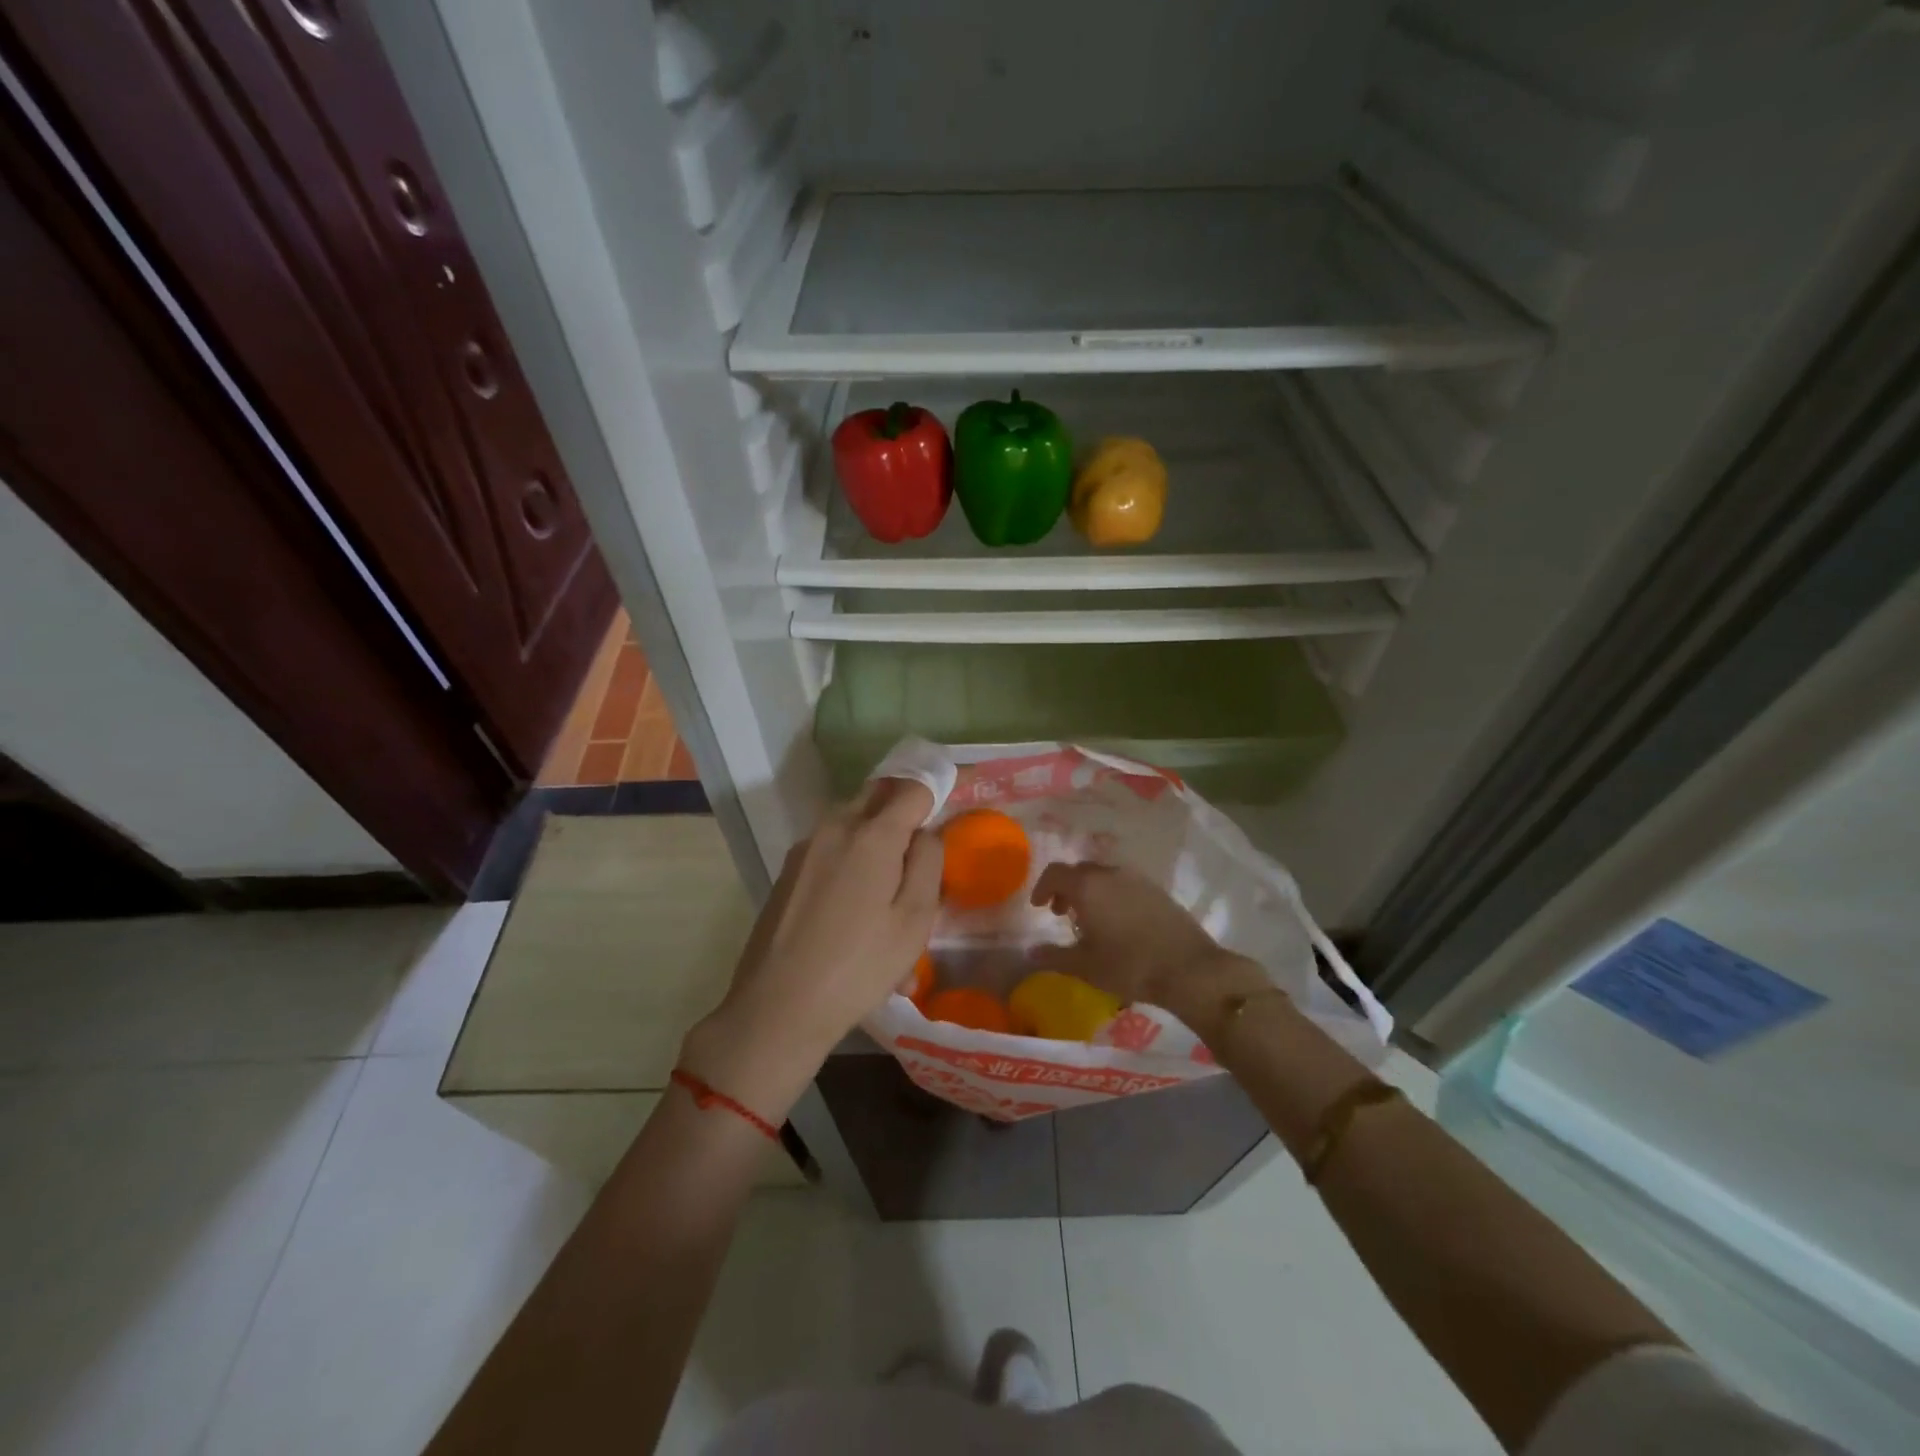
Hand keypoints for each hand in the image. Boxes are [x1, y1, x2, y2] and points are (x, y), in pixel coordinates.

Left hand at [680, 778, 938, 1119]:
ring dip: (876, 837)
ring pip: (851, 822)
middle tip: (921, 846)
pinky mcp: (788, 871)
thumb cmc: (859, 966)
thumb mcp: (914, 920)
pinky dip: (851, 861)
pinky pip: (831, 849)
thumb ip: (928, 862)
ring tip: (890, 890)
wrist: (778, 1007)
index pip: (913, 788)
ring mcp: (806, 848)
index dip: (937, 791)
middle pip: (877, 796)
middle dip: (903, 808)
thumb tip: (927, 832)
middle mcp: (835, 827)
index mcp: (872, 834)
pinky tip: (856, 911)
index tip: (953, 804)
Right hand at [1028, 862, 1265, 1030]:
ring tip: (1091, 920)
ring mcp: (1138, 879)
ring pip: (1104, 876)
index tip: (1039, 907)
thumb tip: (1031, 952)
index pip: (1055, 873)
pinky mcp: (1158, 890)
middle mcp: (1111, 873)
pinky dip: (1112, 895)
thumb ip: (1054, 956)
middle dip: (1066, 889)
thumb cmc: (1129, 966)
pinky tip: (1119, 923)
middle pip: (1080, 871)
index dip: (1042, 887)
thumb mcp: (1085, 966)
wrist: (1190, 969)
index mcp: (1088, 886)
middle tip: (1063, 914)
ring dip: (1091, 891)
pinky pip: (1125, 884)